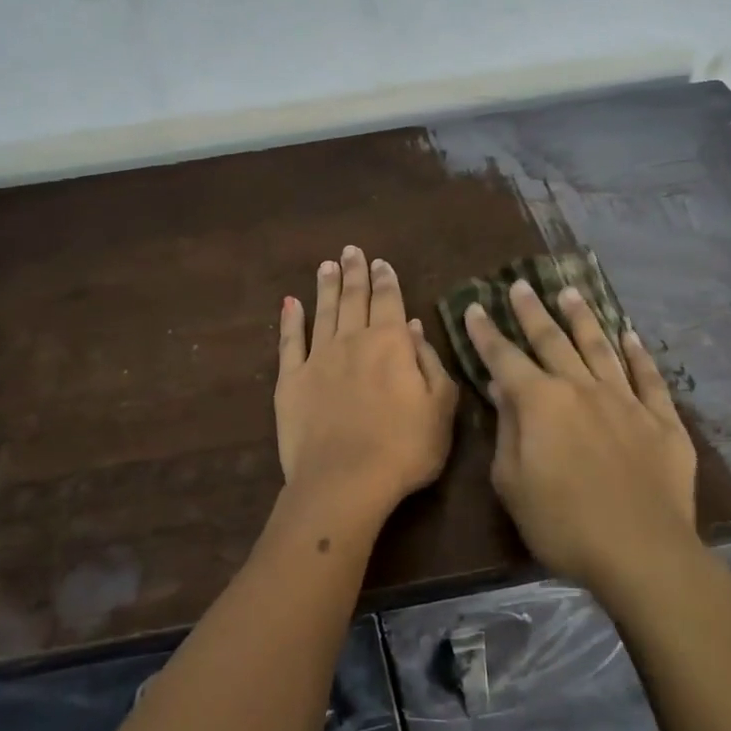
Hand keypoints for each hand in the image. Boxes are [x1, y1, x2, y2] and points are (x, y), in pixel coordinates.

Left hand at [275, 245, 458, 520]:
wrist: (345, 481)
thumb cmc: (404, 447)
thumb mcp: (440, 407)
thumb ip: (430, 363)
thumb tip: (414, 327)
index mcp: (391, 343)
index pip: (389, 301)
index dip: (386, 280)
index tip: (380, 262)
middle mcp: (353, 340)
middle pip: (354, 298)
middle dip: (354, 272)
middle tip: (351, 250)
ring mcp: (318, 358)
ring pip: (323, 311)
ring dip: (325, 286)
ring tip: (326, 265)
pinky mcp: (291, 380)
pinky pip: (290, 342)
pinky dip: (290, 320)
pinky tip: (290, 303)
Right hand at [464, 280, 697, 589]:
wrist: (643, 553)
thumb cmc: (564, 525)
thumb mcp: (513, 484)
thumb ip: (507, 430)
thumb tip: (501, 388)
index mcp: (541, 403)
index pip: (505, 358)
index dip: (487, 333)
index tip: (475, 307)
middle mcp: (582, 388)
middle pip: (553, 340)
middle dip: (532, 312)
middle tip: (521, 285)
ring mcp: (625, 401)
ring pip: (600, 347)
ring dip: (583, 318)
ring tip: (570, 292)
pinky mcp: (661, 420)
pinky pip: (649, 377)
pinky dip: (639, 353)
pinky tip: (630, 334)